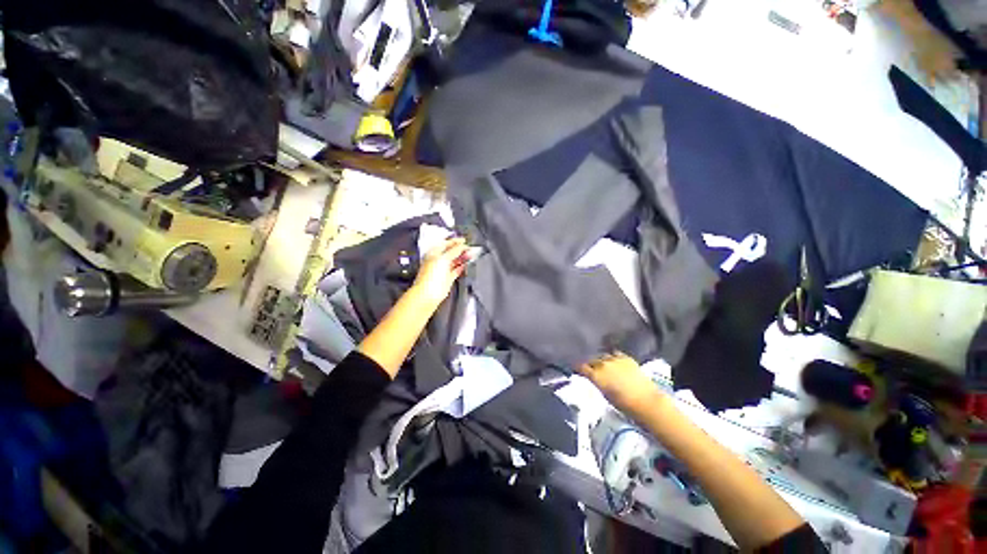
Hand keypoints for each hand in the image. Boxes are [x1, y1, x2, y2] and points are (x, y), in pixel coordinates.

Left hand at [412, 237, 469, 305]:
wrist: (428, 293)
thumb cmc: (431, 275)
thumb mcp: (444, 258)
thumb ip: (454, 251)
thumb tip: (462, 245)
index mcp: (434, 253)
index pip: (446, 244)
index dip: (455, 241)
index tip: (465, 241)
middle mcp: (439, 260)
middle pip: (452, 252)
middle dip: (461, 249)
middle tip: (470, 248)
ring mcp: (443, 269)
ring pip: (455, 261)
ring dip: (463, 258)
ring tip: (471, 255)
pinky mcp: (448, 278)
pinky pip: (456, 270)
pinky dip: (462, 267)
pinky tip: (467, 265)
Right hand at [579, 352, 663, 410]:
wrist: (646, 401)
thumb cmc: (623, 404)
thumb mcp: (604, 394)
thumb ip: (596, 382)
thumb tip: (593, 376)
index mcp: (595, 375)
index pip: (580, 366)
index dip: (577, 367)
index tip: (576, 368)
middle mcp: (602, 364)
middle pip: (591, 359)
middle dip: (589, 363)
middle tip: (590, 368)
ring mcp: (614, 359)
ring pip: (602, 355)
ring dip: (601, 359)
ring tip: (602, 364)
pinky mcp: (626, 357)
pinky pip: (615, 353)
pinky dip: (612, 357)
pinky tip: (614, 361)